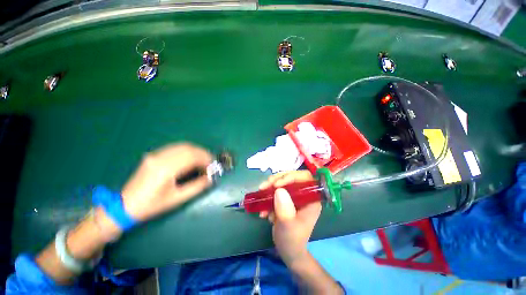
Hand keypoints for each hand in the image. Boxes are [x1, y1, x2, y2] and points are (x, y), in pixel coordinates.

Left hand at [121, 143, 212, 221]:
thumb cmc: (152, 205)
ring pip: (182, 146)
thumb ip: (196, 187)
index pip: (191, 157)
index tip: (213, 166)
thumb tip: (210, 178)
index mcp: (166, 169)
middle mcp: (161, 158)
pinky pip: (175, 148)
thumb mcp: (177, 199)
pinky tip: (191, 158)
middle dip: (202, 153)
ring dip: (196, 151)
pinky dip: (187, 151)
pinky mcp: (154, 155)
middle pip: (188, 148)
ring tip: (202, 160)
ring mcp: (156, 155)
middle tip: (210, 162)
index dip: (205, 159)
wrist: (125, 205)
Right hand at [259, 171, 321, 265]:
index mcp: (311, 199)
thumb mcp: (288, 227)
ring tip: (261, 195)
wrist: (287, 250)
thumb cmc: (292, 240)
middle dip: (277, 180)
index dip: (291, 177)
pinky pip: (276, 190)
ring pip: (282, 182)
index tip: (276, 184)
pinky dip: (267, 196)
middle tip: (264, 186)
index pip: (305, 178)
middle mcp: (304, 194)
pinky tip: (263, 209)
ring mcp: (294, 196)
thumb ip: (285, 210)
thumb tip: (279, 190)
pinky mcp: (286, 199)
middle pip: (291, 177)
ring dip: (270, 187)